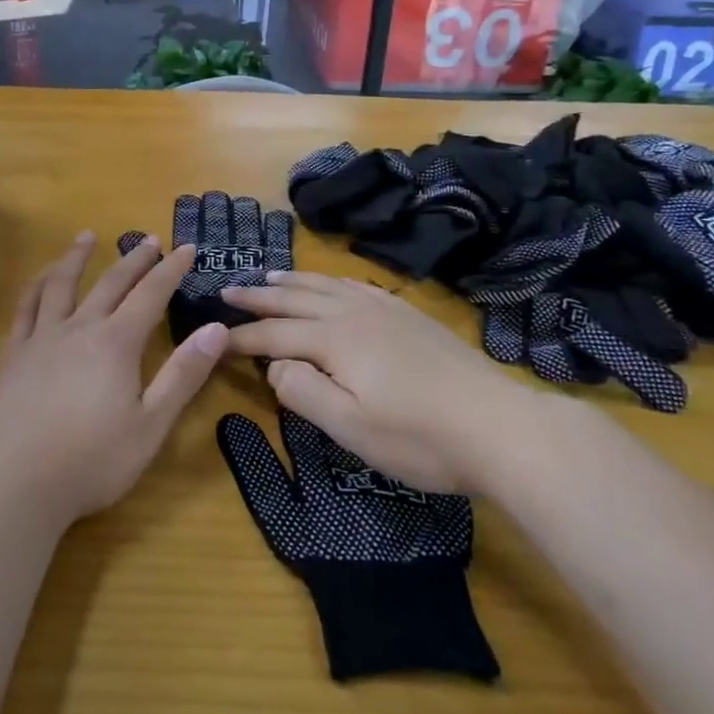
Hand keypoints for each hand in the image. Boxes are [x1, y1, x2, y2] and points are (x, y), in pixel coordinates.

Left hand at [0, 233, 225, 526]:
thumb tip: (217, 329)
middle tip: (148, 240)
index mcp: (116, 343)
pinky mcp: (14, 355)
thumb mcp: (150, 425)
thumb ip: (183, 375)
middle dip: (133, 259)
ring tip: (86, 236)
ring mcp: (42, 339)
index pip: (150, 295)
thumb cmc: (91, 461)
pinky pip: (25, 308)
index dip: (170, 270)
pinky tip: (40, 279)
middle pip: (110, 283)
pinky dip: (35, 286)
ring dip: (76, 257)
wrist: (16, 482)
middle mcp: (79, 328)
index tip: (186, 248)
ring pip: (61, 284)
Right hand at [222, 274, 546, 496]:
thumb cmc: (419, 437)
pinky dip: (333, 282)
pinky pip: (358, 286)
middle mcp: (353, 313)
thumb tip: (275, 365)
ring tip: (270, 277)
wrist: (499, 425)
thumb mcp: (351, 427)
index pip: (274, 334)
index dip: (242, 337)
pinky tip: (334, 285)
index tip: (214, 337)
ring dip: (293, 282)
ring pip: (326, 286)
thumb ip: (304, 392)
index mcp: (334, 340)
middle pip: (295, 299)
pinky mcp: (410, 315)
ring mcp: (385, 310)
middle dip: (260, 297)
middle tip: (229, 290)